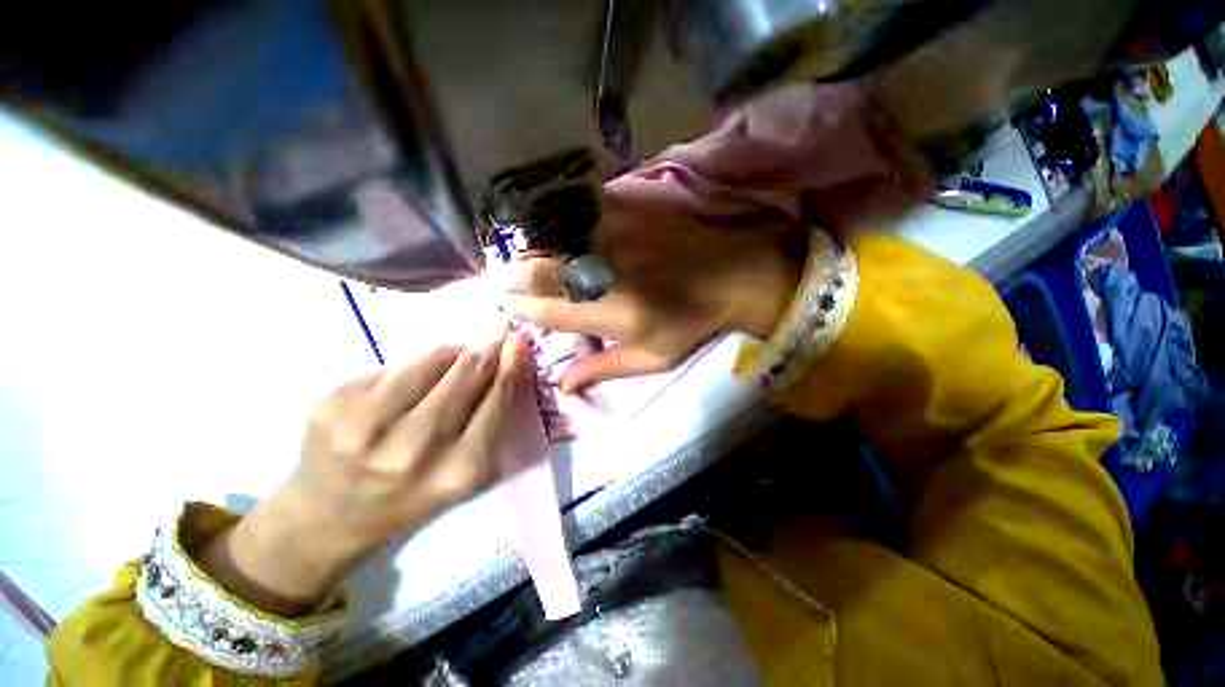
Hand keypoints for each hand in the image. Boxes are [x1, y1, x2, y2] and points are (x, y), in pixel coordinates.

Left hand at [200, 332, 532, 615]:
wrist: (327, 519)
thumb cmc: (412, 496)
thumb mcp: (465, 473)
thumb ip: (491, 421)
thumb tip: (505, 362)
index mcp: (458, 470)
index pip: (498, 399)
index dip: (512, 363)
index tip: (520, 338)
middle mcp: (414, 448)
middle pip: (467, 371)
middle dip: (486, 350)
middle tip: (496, 337)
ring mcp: (366, 425)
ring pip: (431, 359)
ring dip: (452, 354)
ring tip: (453, 362)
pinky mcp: (332, 404)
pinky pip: (394, 365)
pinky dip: (412, 369)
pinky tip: (405, 389)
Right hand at [504, 192, 803, 393]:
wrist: (735, 277)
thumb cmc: (692, 324)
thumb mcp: (653, 358)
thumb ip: (604, 370)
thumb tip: (562, 386)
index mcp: (615, 316)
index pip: (552, 312)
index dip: (521, 310)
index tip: (509, 307)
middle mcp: (610, 275)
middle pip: (544, 271)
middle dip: (515, 277)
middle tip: (506, 280)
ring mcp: (619, 237)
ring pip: (555, 237)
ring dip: (532, 247)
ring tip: (523, 256)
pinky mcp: (630, 211)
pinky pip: (579, 210)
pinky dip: (559, 220)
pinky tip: (555, 227)